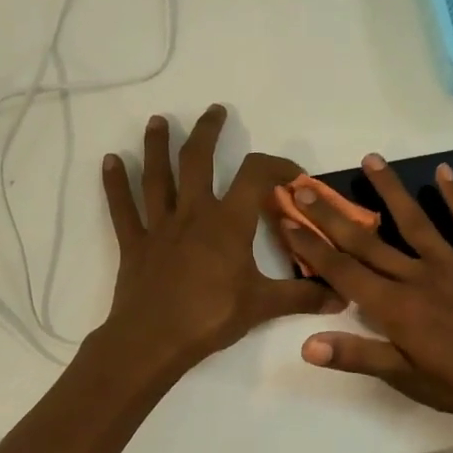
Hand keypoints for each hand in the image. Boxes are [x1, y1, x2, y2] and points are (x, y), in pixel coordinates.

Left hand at [100, 105, 338, 373]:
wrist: (154, 341)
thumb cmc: (211, 317)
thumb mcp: (263, 306)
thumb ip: (303, 297)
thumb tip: (342, 296)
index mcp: (227, 223)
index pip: (255, 176)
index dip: (276, 165)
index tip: (291, 173)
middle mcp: (192, 214)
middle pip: (197, 160)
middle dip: (207, 132)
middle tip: (214, 111)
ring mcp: (159, 227)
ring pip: (157, 177)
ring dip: (157, 146)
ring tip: (157, 121)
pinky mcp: (135, 244)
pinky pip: (123, 209)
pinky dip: (115, 184)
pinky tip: (109, 161)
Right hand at [281, 154, 452, 427]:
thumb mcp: (406, 378)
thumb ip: (357, 355)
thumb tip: (306, 345)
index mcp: (395, 307)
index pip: (342, 271)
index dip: (312, 245)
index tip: (287, 219)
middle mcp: (417, 277)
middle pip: (366, 240)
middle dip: (331, 213)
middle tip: (304, 185)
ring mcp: (452, 265)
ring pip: (414, 222)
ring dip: (389, 190)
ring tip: (370, 160)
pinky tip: (444, 172)